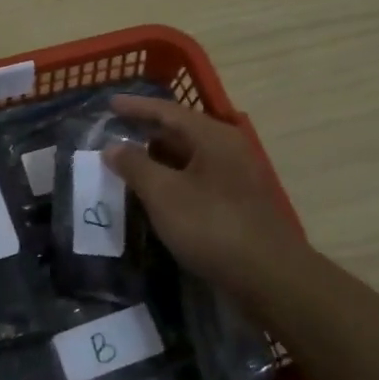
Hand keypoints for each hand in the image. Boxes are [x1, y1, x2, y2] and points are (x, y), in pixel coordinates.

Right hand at [104, 95, 305, 298]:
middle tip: (114, 134)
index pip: (168, 111)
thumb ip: (135, 166)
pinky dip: (171, 180)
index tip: (109, 103)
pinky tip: (153, 194)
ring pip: (188, 158)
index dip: (136, 107)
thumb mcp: (164, 194)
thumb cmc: (212, 226)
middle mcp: (227, 149)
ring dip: (157, 159)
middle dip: (145, 133)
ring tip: (126, 164)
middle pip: (180, 132)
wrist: (268, 276)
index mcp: (213, 137)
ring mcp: (235, 177)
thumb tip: (112, 147)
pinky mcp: (236, 203)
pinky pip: (195, 179)